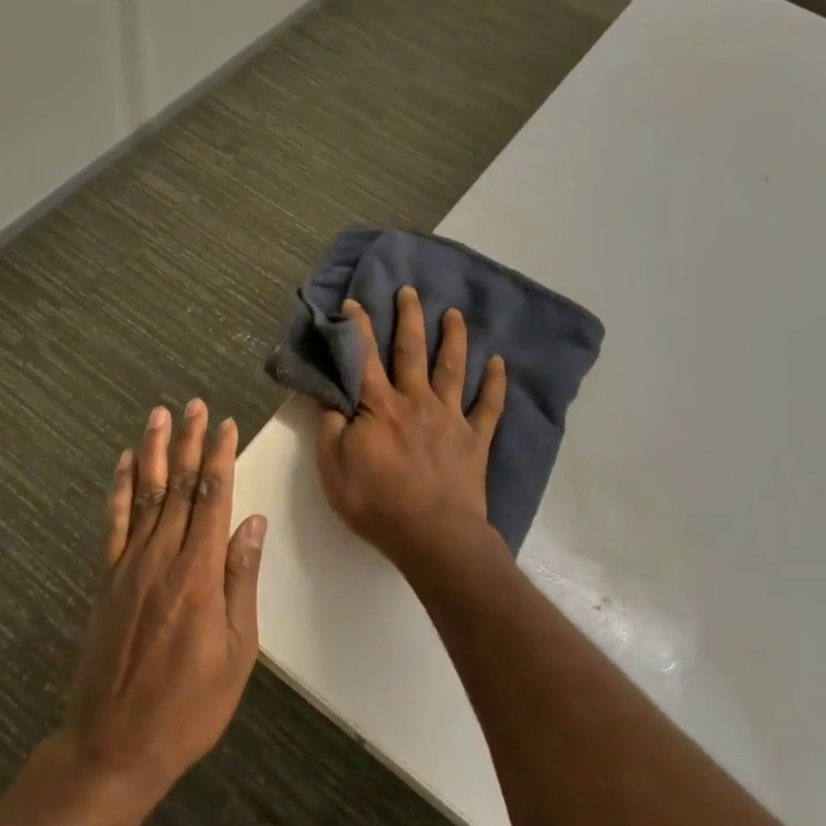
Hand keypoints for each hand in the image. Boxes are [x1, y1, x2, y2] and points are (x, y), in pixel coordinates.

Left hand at [64, 399, 266, 802]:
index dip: (219, 458)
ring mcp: (128, 567)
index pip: (212, 499)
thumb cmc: (189, 706)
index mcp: (198, 574)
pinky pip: (113, 525)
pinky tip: (122, 465)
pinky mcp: (106, 581)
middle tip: (193, 404)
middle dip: (187, 442)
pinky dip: (118, 490)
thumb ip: (240, 581)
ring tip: (158, 415)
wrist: (114, 746)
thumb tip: (252, 523)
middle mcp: (161, 559)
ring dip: (152, 452)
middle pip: (178, 487)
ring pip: (144, 495)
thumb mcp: (236, 651)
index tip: (225, 425)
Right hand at [316, 286, 506, 572]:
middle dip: (409, 318)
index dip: (357, 328)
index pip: (364, 358)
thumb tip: (326, 391)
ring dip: (454, 338)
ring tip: (455, 314)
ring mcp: (450, 417)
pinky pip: (489, 406)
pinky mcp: (475, 439)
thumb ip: (329, 425)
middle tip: (410, 291)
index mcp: (379, 406)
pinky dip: (495, 384)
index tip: (355, 302)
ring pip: (453, 368)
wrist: (433, 535)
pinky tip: (500, 363)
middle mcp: (416, 400)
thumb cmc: (376, 502)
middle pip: (412, 351)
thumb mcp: (333, 466)